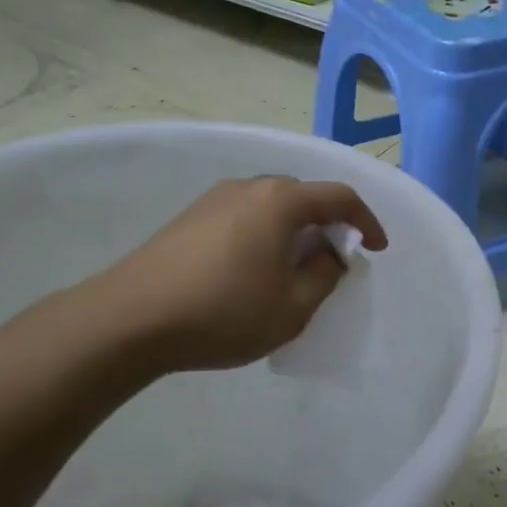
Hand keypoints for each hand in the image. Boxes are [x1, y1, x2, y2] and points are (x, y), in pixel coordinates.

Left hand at [96, 176, 387, 372]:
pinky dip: (264, 236)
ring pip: (270, 206)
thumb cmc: (223, 312)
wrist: (129, 319)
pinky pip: (243, 217)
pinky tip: (253, 271)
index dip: (366, 221)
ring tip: (294, 269)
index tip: (377, 249)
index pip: (339, 197)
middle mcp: (248, 187)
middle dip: (328, 225)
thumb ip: (323, 276)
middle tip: (335, 261)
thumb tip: (328, 255)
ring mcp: (213, 199)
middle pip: (303, 196)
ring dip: (293, 231)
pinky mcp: (189, 218)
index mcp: (280, 201)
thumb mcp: (292, 307)